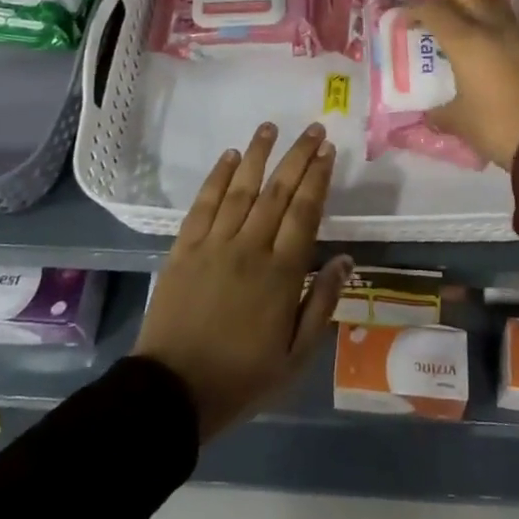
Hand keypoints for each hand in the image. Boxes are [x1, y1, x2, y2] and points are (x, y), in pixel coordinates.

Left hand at [133, 122, 351, 441]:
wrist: (172, 391)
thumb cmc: (241, 377)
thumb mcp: (295, 356)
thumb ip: (321, 304)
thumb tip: (345, 260)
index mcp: (281, 274)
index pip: (305, 213)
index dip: (318, 178)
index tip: (328, 151)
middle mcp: (249, 248)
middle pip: (277, 192)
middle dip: (297, 157)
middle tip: (312, 129)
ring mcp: (214, 244)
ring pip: (240, 189)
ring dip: (257, 155)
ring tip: (270, 127)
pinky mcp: (184, 248)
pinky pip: (203, 204)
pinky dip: (217, 177)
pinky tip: (229, 157)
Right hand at [409, 0, 518, 170]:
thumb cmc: (498, 126)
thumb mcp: (460, 123)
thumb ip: (440, 114)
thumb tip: (431, 115)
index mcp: (467, 41)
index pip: (435, 11)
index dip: (415, 11)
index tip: (404, 21)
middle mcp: (493, 29)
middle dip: (447, 1)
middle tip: (436, 19)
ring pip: (493, 5)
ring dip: (474, 9)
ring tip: (463, 29)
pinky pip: (510, 25)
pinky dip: (494, 27)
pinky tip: (489, 50)